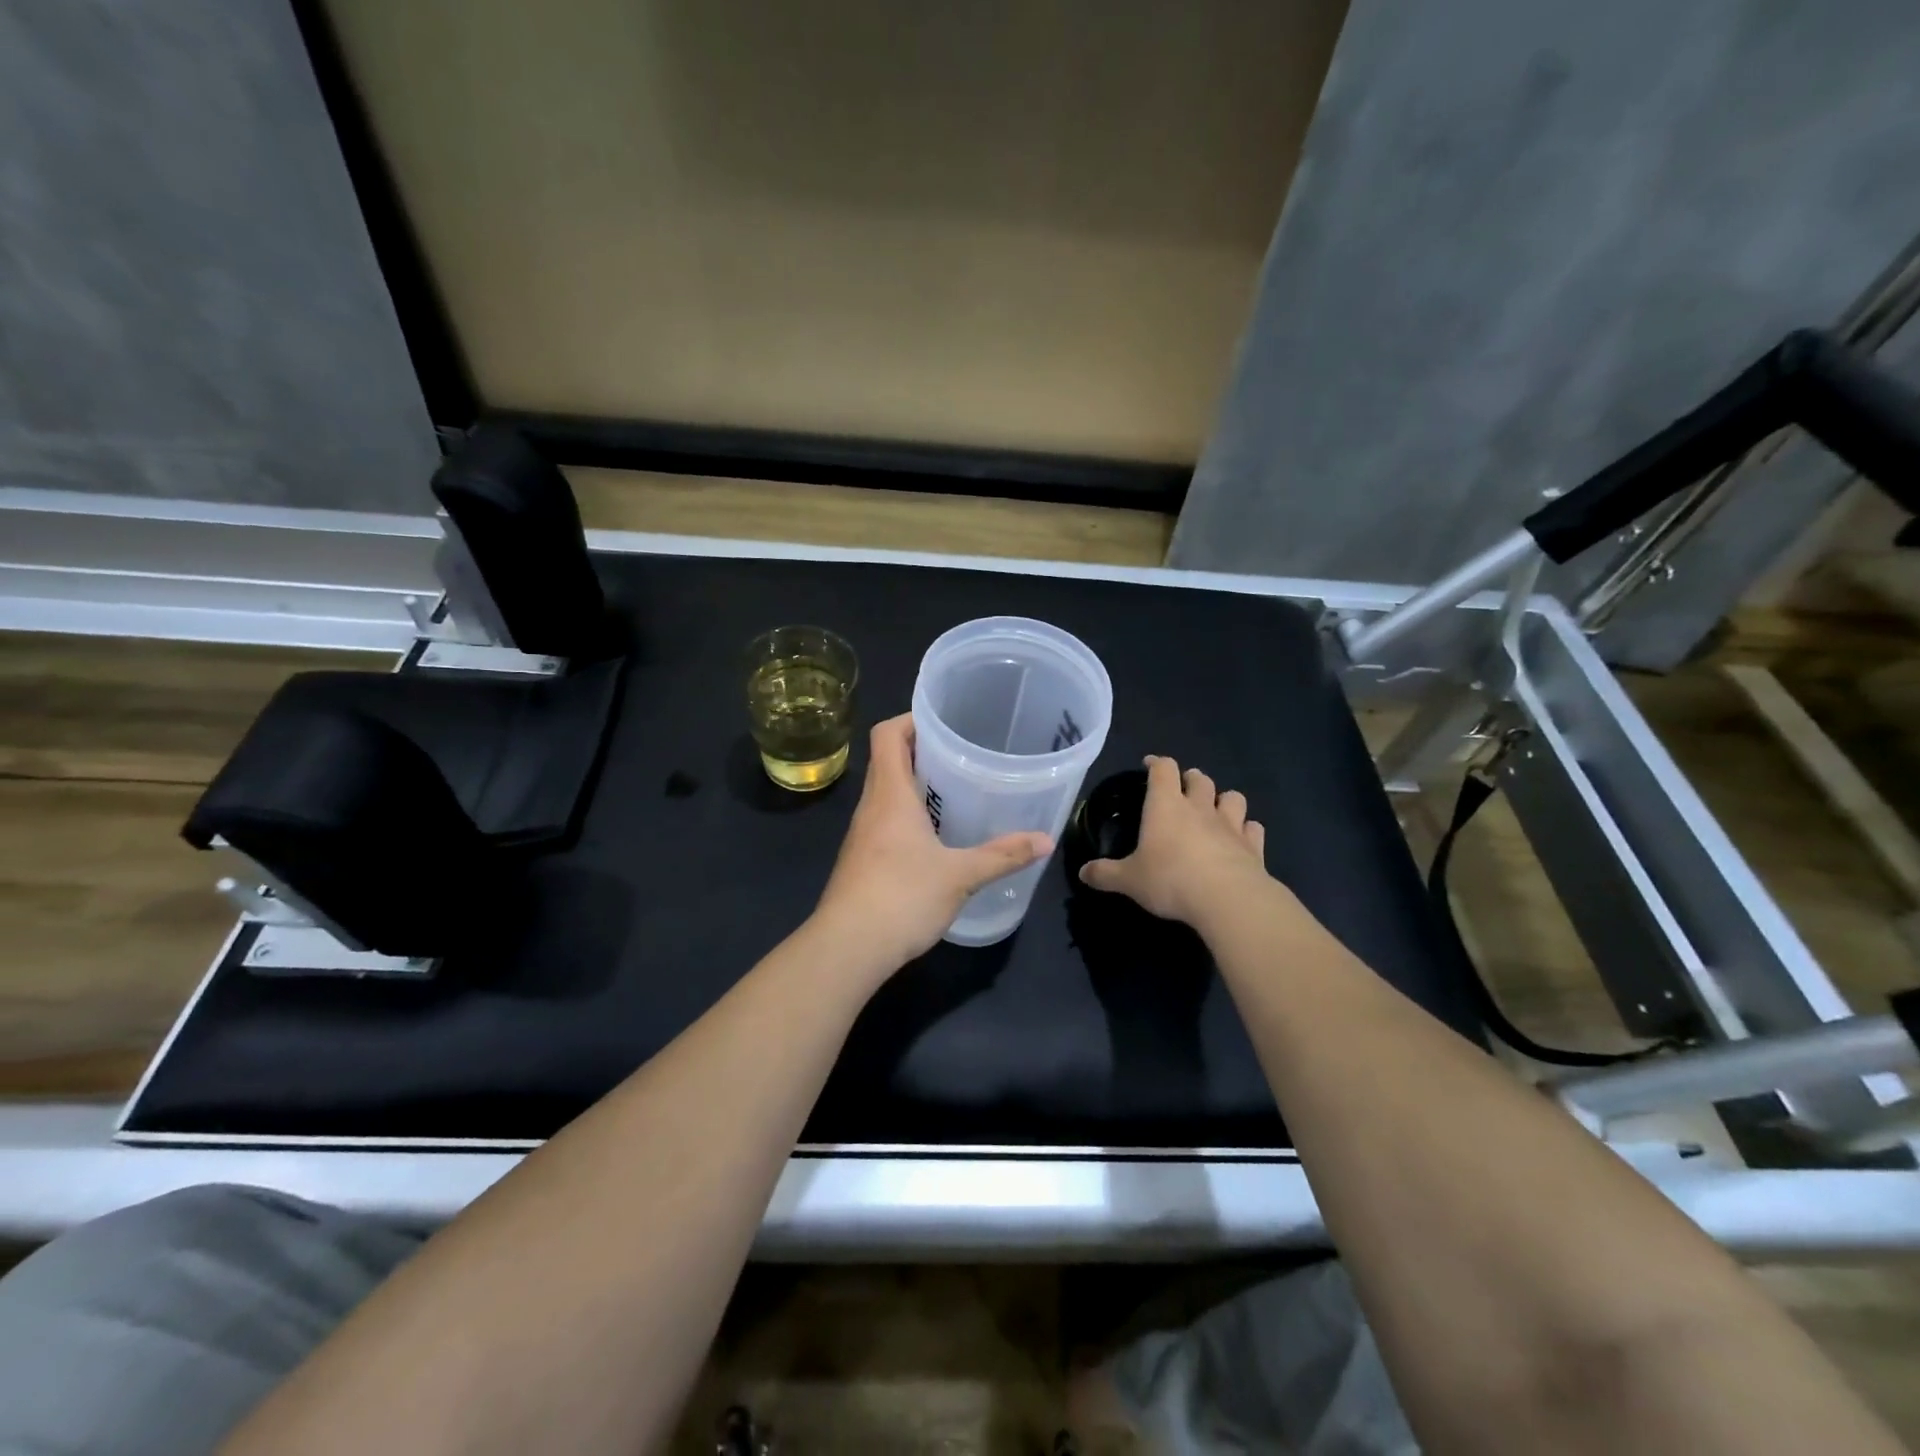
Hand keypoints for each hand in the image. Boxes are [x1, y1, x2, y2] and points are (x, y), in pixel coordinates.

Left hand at [810, 714, 1052, 973]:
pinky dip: (909, 816)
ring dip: (916, 785)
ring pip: (887, 793)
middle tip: (963, 755)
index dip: (911, 719)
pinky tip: (937, 837)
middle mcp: (871, 806)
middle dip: (922, 751)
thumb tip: (1046, 840)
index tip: (945, 723)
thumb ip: (1003, 855)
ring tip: (957, 791)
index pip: (887, 734)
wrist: (847, 948)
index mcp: (890, 794)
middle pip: (888, 760)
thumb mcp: (960, 875)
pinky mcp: (862, 860)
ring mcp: (862, 834)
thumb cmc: (902, 897)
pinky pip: (885, 821)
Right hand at [1078, 755, 1268, 926]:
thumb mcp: (1129, 880)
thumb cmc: (1170, 880)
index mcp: (1165, 806)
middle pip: (1199, 778)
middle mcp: (1199, 808)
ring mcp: (1230, 825)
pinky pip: (1253, 828)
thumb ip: (1105, 874)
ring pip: (1232, 797)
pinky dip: (1247, 829)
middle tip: (1181, 790)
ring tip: (1215, 810)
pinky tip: (1241, 839)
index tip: (1148, 765)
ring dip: (1223, 799)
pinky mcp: (1253, 846)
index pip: (1163, 769)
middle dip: (1190, 779)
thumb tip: (1082, 873)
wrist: (1228, 900)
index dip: (1156, 763)